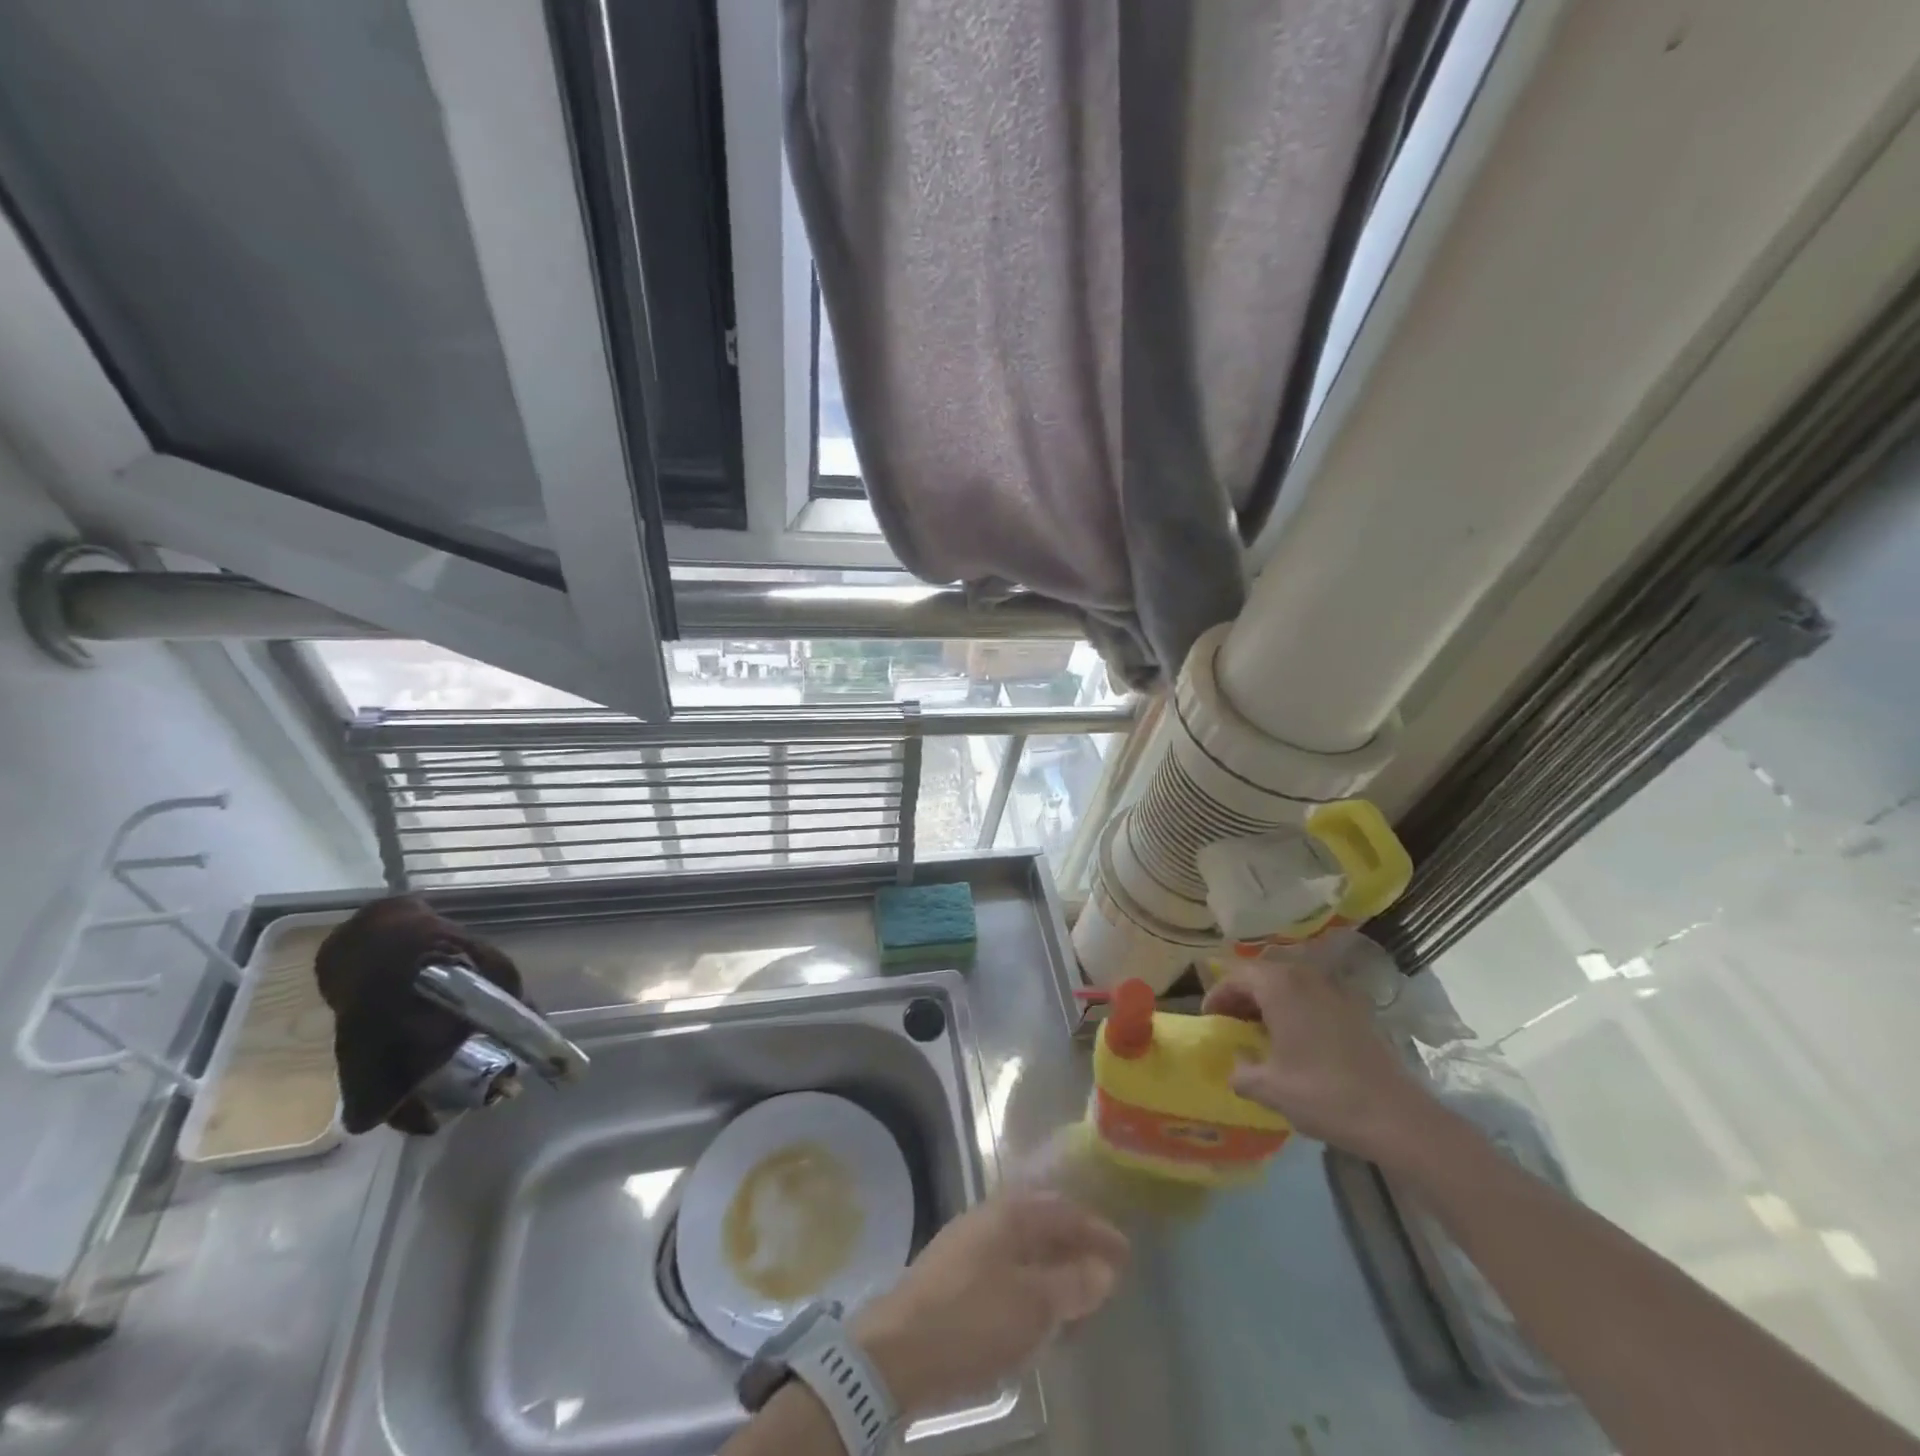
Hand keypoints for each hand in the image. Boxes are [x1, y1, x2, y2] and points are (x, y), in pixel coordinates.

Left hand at [851, 1192, 1128, 1416]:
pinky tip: (1037, 1313)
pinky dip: (1030, 1285)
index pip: (1064, 1210)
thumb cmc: (971, 1319)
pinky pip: (1006, 1269)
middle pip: (1042, 1222)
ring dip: (1053, 1268)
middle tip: (1105, 1274)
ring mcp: (968, 1244)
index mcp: (1009, 1212)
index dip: (1097, 1231)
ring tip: (1078, 1299)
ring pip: (1023, 1247)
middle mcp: (989, 1217)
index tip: (1126, 1253)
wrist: (896, 1351)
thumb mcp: (1033, 1306)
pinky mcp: (954, 1275)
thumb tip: (1104, 1268)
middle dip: (1075, 1246)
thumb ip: (1072, 1284)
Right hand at [1202, 954, 1429, 1159]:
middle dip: (1242, 995)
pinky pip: (1313, 996)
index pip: (1236, 976)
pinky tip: (1296, 1040)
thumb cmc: (1324, 1095)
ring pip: (1289, 983)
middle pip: (1263, 974)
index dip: (1218, 995)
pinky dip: (1296, 1008)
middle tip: (1231, 1022)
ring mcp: (1335, 991)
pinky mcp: (1356, 1009)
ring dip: (1269, 1000)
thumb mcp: (1270, 1089)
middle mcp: (1306, 978)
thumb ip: (1241, 1072)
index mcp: (1280, 987)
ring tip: (1260, 1030)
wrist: (1397, 1118)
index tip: (1209, 1020)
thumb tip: (1235, 1065)